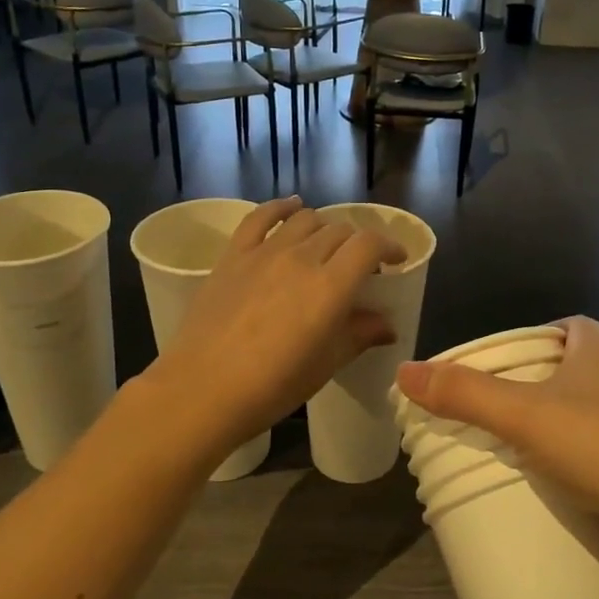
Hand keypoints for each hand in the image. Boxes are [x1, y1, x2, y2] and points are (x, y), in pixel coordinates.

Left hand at [149, 197, 405, 448]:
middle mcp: (301, 258)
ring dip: (324, 227)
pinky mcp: (233, 256)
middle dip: (357, 243)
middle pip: (339, 231)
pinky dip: (280, 207)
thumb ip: (359, 335)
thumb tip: (387, 325)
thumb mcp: (326, 364)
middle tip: (358, 266)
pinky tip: (291, 208)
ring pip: (305, 220)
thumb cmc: (272, 386)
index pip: (369, 244)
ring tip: (326, 245)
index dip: (388, 245)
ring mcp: (264, 253)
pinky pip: (259, 217)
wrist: (202, 390)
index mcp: (330, 286)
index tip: (396, 259)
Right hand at [395, 318, 598, 575]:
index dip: (522, 347)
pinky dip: (587, 463)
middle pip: (569, 372)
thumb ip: (463, 393)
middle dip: (535, 394)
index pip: (555, 330)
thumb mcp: (524, 416)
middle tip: (495, 422)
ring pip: (591, 414)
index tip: (492, 378)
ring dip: (560, 431)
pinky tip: (566, 488)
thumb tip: (403, 372)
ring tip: (521, 457)